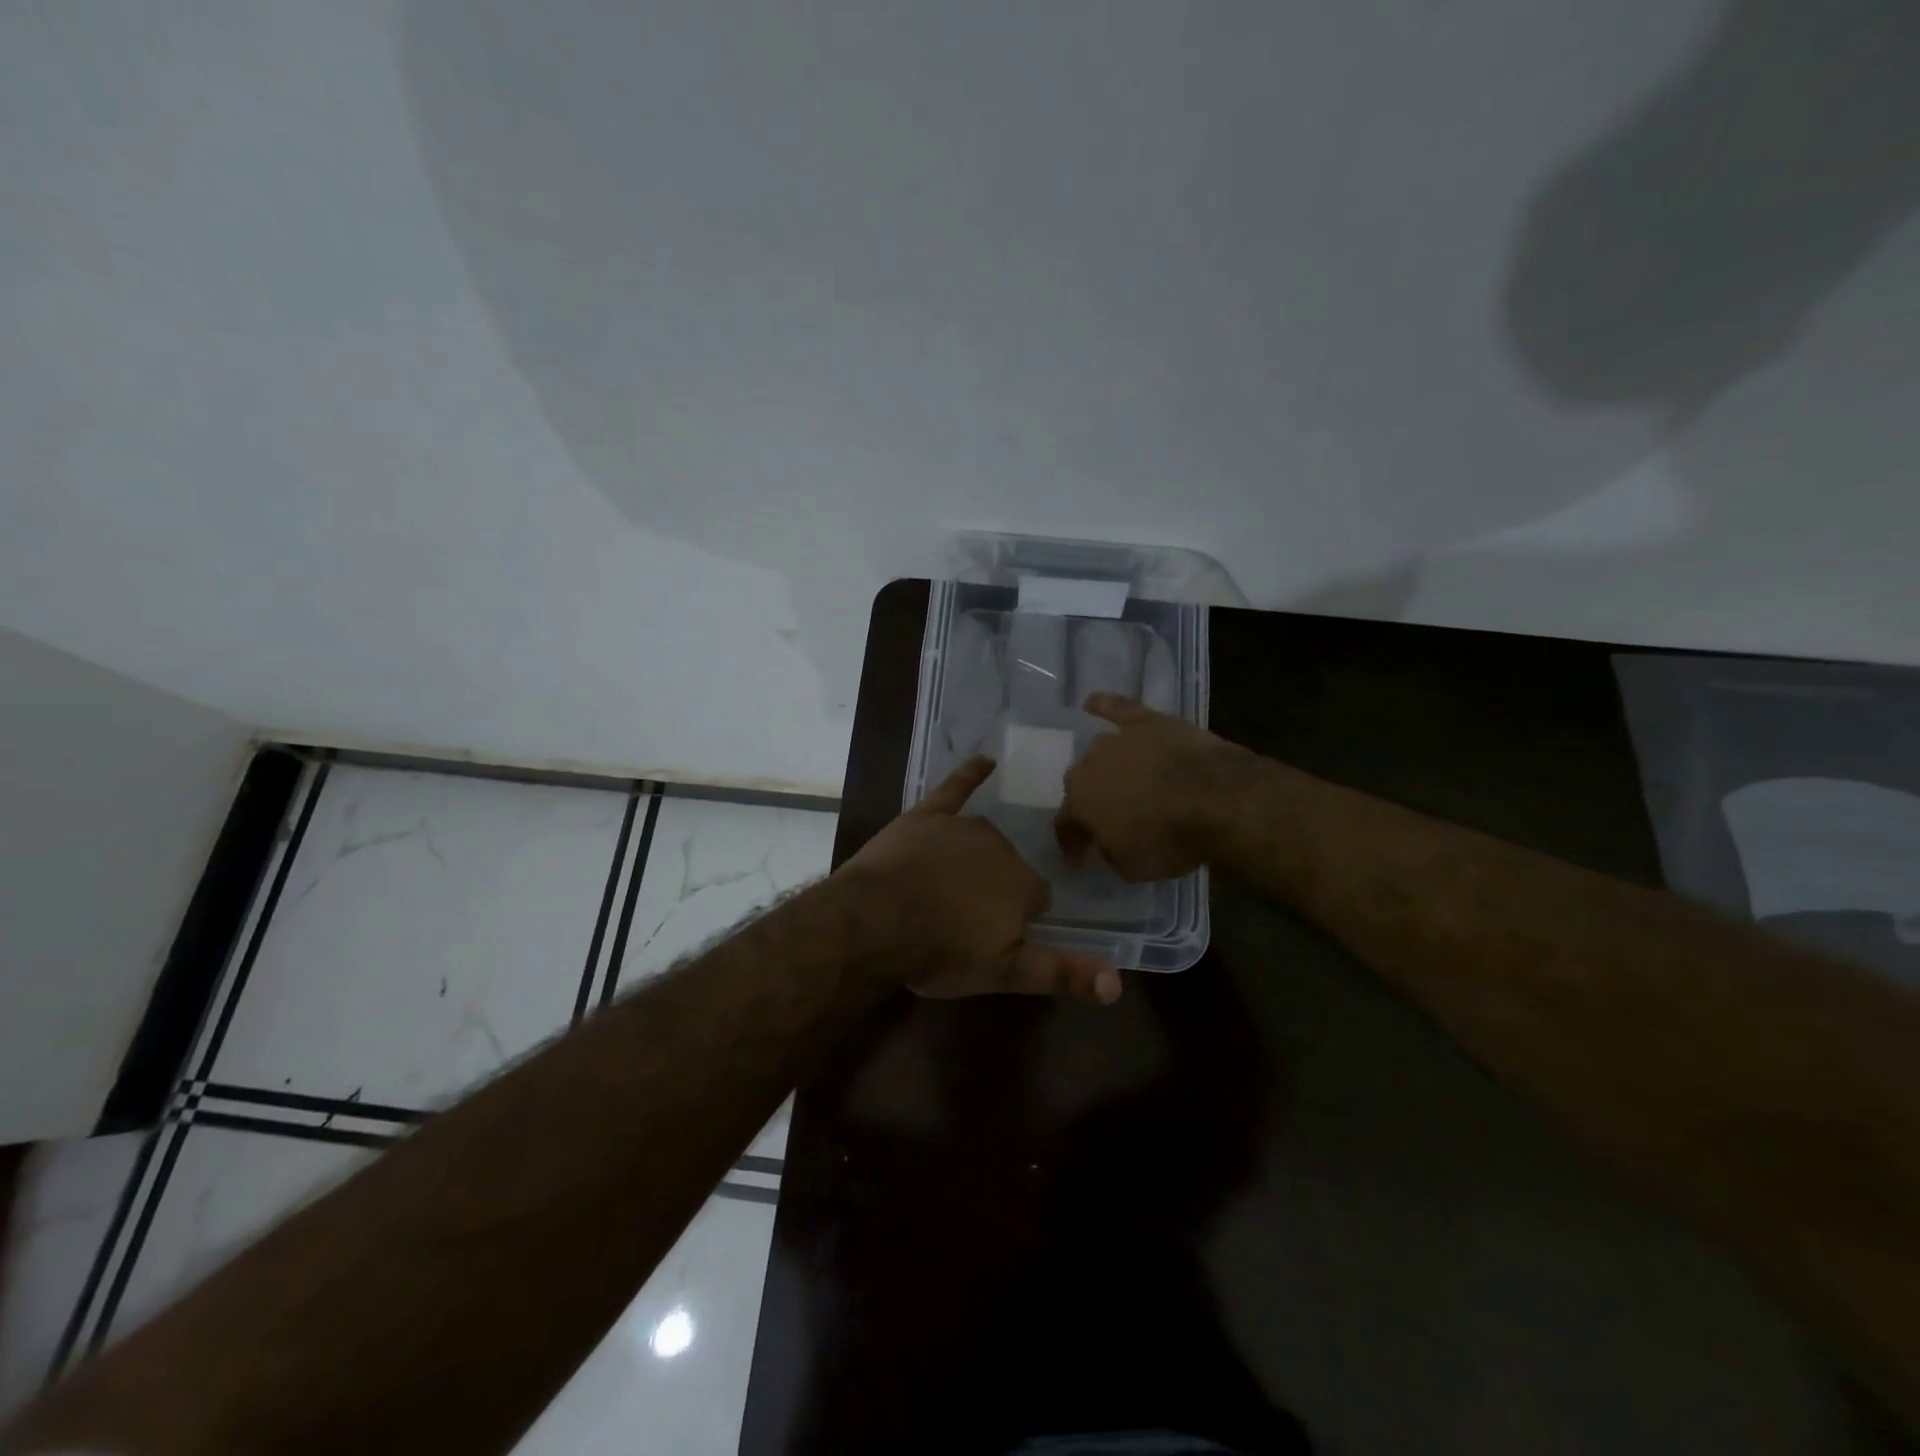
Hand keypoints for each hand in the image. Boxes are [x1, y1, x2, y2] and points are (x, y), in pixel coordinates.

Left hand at [840, 755, 1122, 1004]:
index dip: (1018, 918)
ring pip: (985, 838)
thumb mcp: (1004, 974)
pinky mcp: (928, 814)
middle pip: (1009, 866)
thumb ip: (1062, 973)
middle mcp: (1001, 847)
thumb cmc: (940, 950)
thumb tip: (1118, 984)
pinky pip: (955, 788)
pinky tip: (984, 760)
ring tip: (954, 883)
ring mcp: (963, 827)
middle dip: (996, 887)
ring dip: (979, 855)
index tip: (996, 934)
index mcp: (1023, 885)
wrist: (875, 920)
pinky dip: (971, 774)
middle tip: (966, 917)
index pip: (1037, 898)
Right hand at [1055, 693, 1247, 880]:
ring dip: (1103, 766)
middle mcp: (1089, 766)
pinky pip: (1117, 708)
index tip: (1079, 859)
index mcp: (1079, 802)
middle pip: (1080, 784)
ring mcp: (1117, 739)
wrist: (1217, 799)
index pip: (1065, 825)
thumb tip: (1102, 843)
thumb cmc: (1170, 839)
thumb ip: (1108, 852)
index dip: (1072, 844)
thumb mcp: (1131, 867)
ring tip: (1116, 779)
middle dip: (1089, 802)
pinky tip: (1092, 702)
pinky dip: (1104, 706)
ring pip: (1099, 752)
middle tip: (1106, 818)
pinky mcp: (1147, 721)